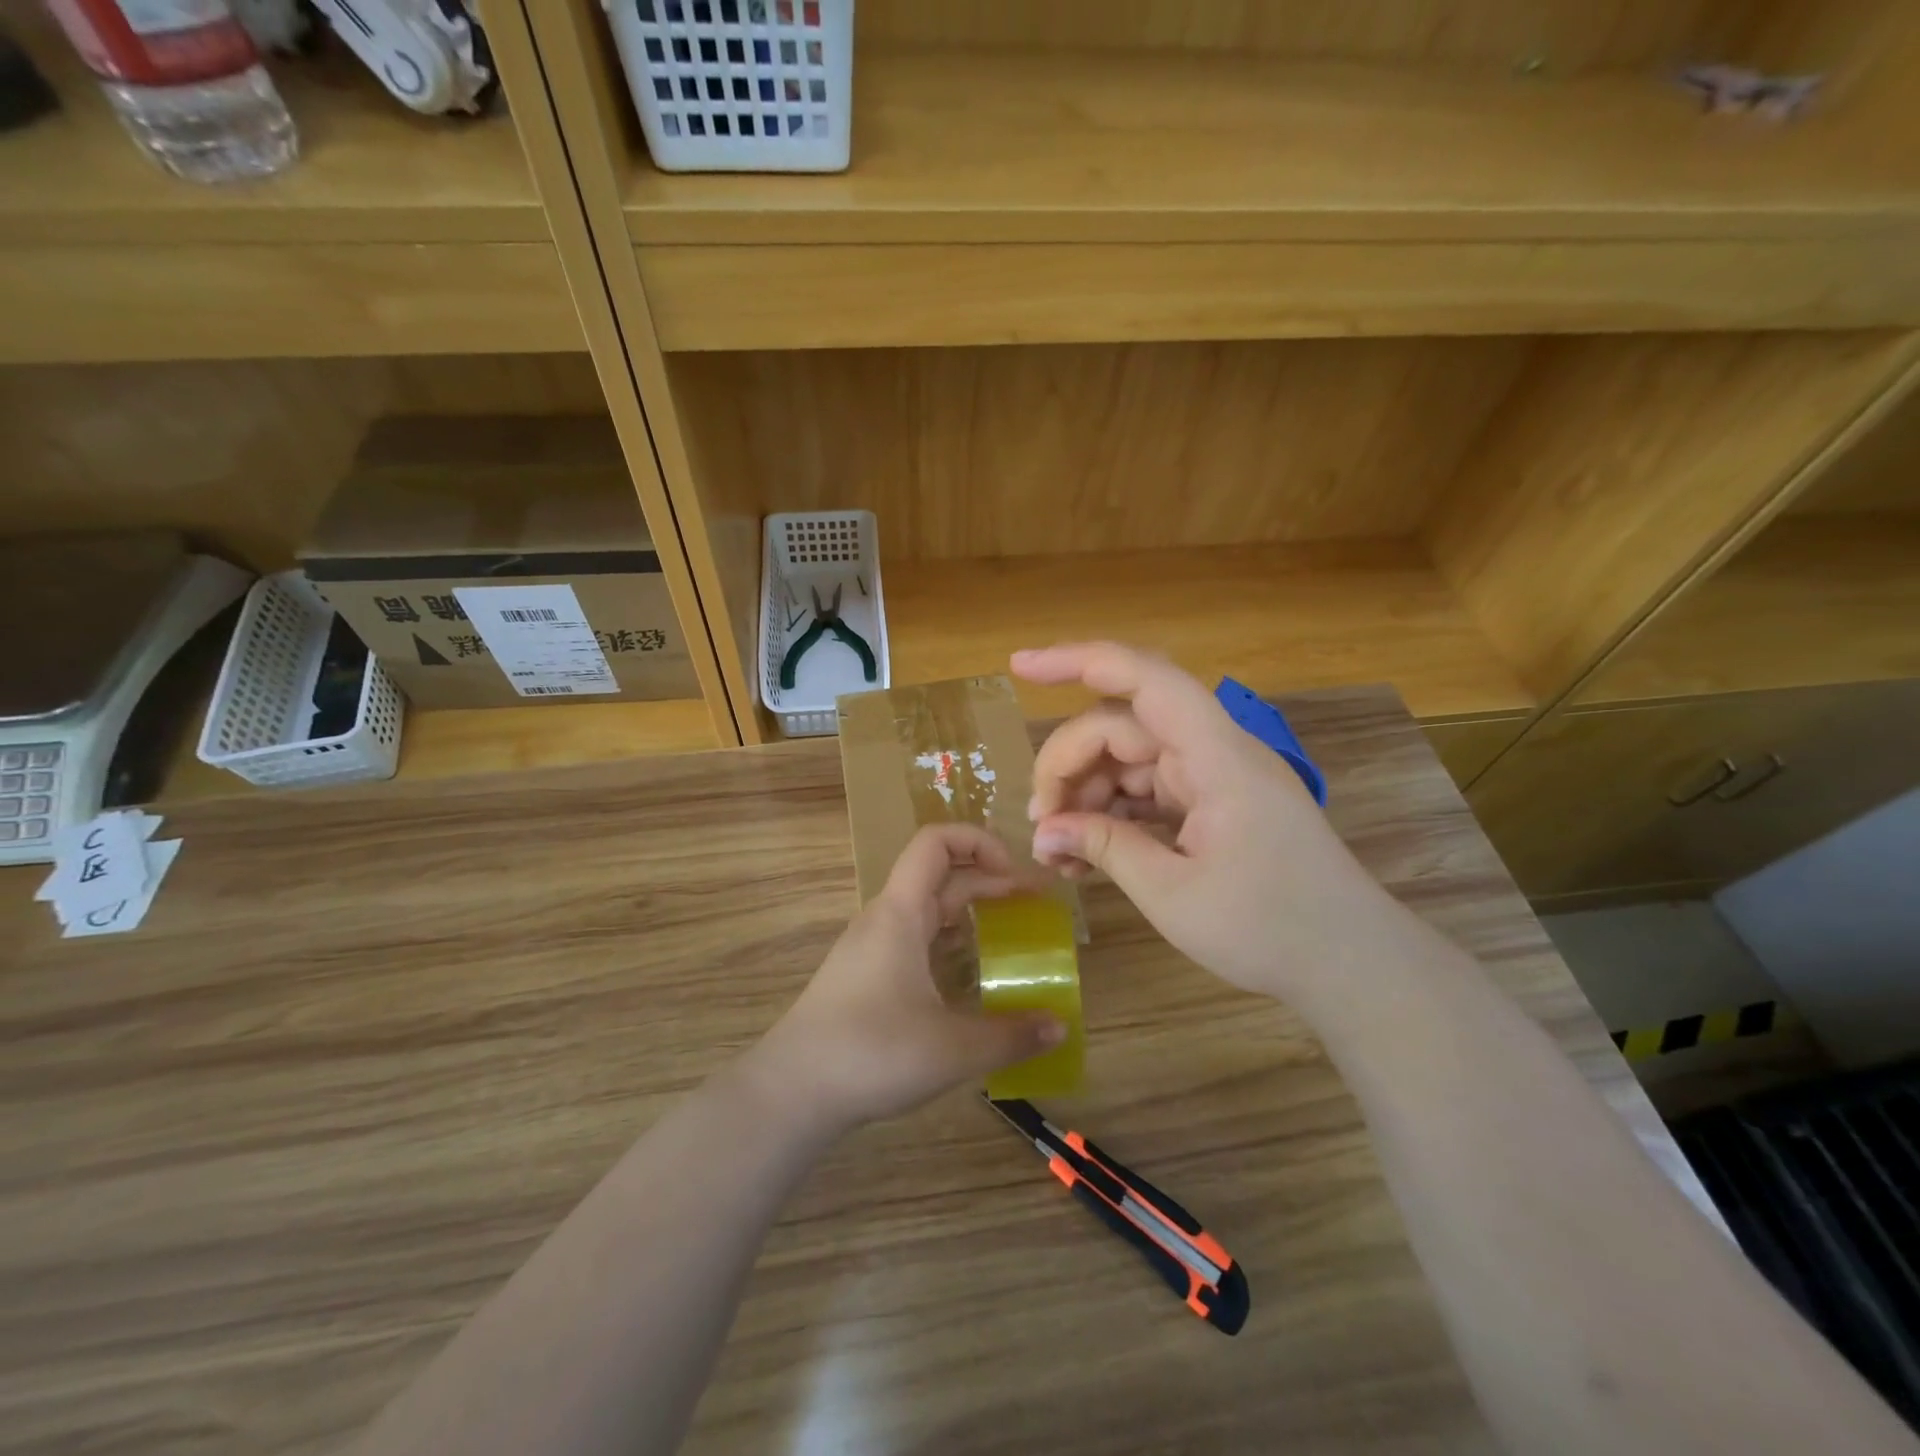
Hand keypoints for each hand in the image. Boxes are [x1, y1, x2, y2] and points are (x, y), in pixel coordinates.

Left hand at [745, 824, 1066, 1135]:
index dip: (979, 841)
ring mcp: (871, 947)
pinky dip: (947, 942)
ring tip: (1007, 936)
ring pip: (925, 910)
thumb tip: (1060, 1027)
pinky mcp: (865, 976)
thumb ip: (1012, 1036)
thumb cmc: (871, 1052)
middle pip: (938, 875)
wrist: (792, 1091)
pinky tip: (967, 977)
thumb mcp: (953, 1048)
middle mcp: (885, 919)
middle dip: (987, 880)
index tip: (1015, 875)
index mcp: (901, 913)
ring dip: (967, 912)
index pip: (936, 842)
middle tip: (1030, 906)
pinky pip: (914, 940)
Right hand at [1014, 642, 1389, 1005]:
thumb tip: (1042, 831)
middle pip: (1121, 727)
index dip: (1077, 661)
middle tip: (1040, 827)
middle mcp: (1213, 752)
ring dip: (1086, 796)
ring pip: (1128, 761)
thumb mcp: (1173, 894)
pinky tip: (1085, 856)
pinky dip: (1113, 815)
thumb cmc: (1271, 929)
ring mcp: (1213, 778)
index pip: (1143, 679)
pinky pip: (1147, 791)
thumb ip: (1103, 848)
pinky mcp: (1212, 804)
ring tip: (1058, 854)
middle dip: (1068, 766)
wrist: (1353, 965)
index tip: (1019, 667)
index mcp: (1215, 756)